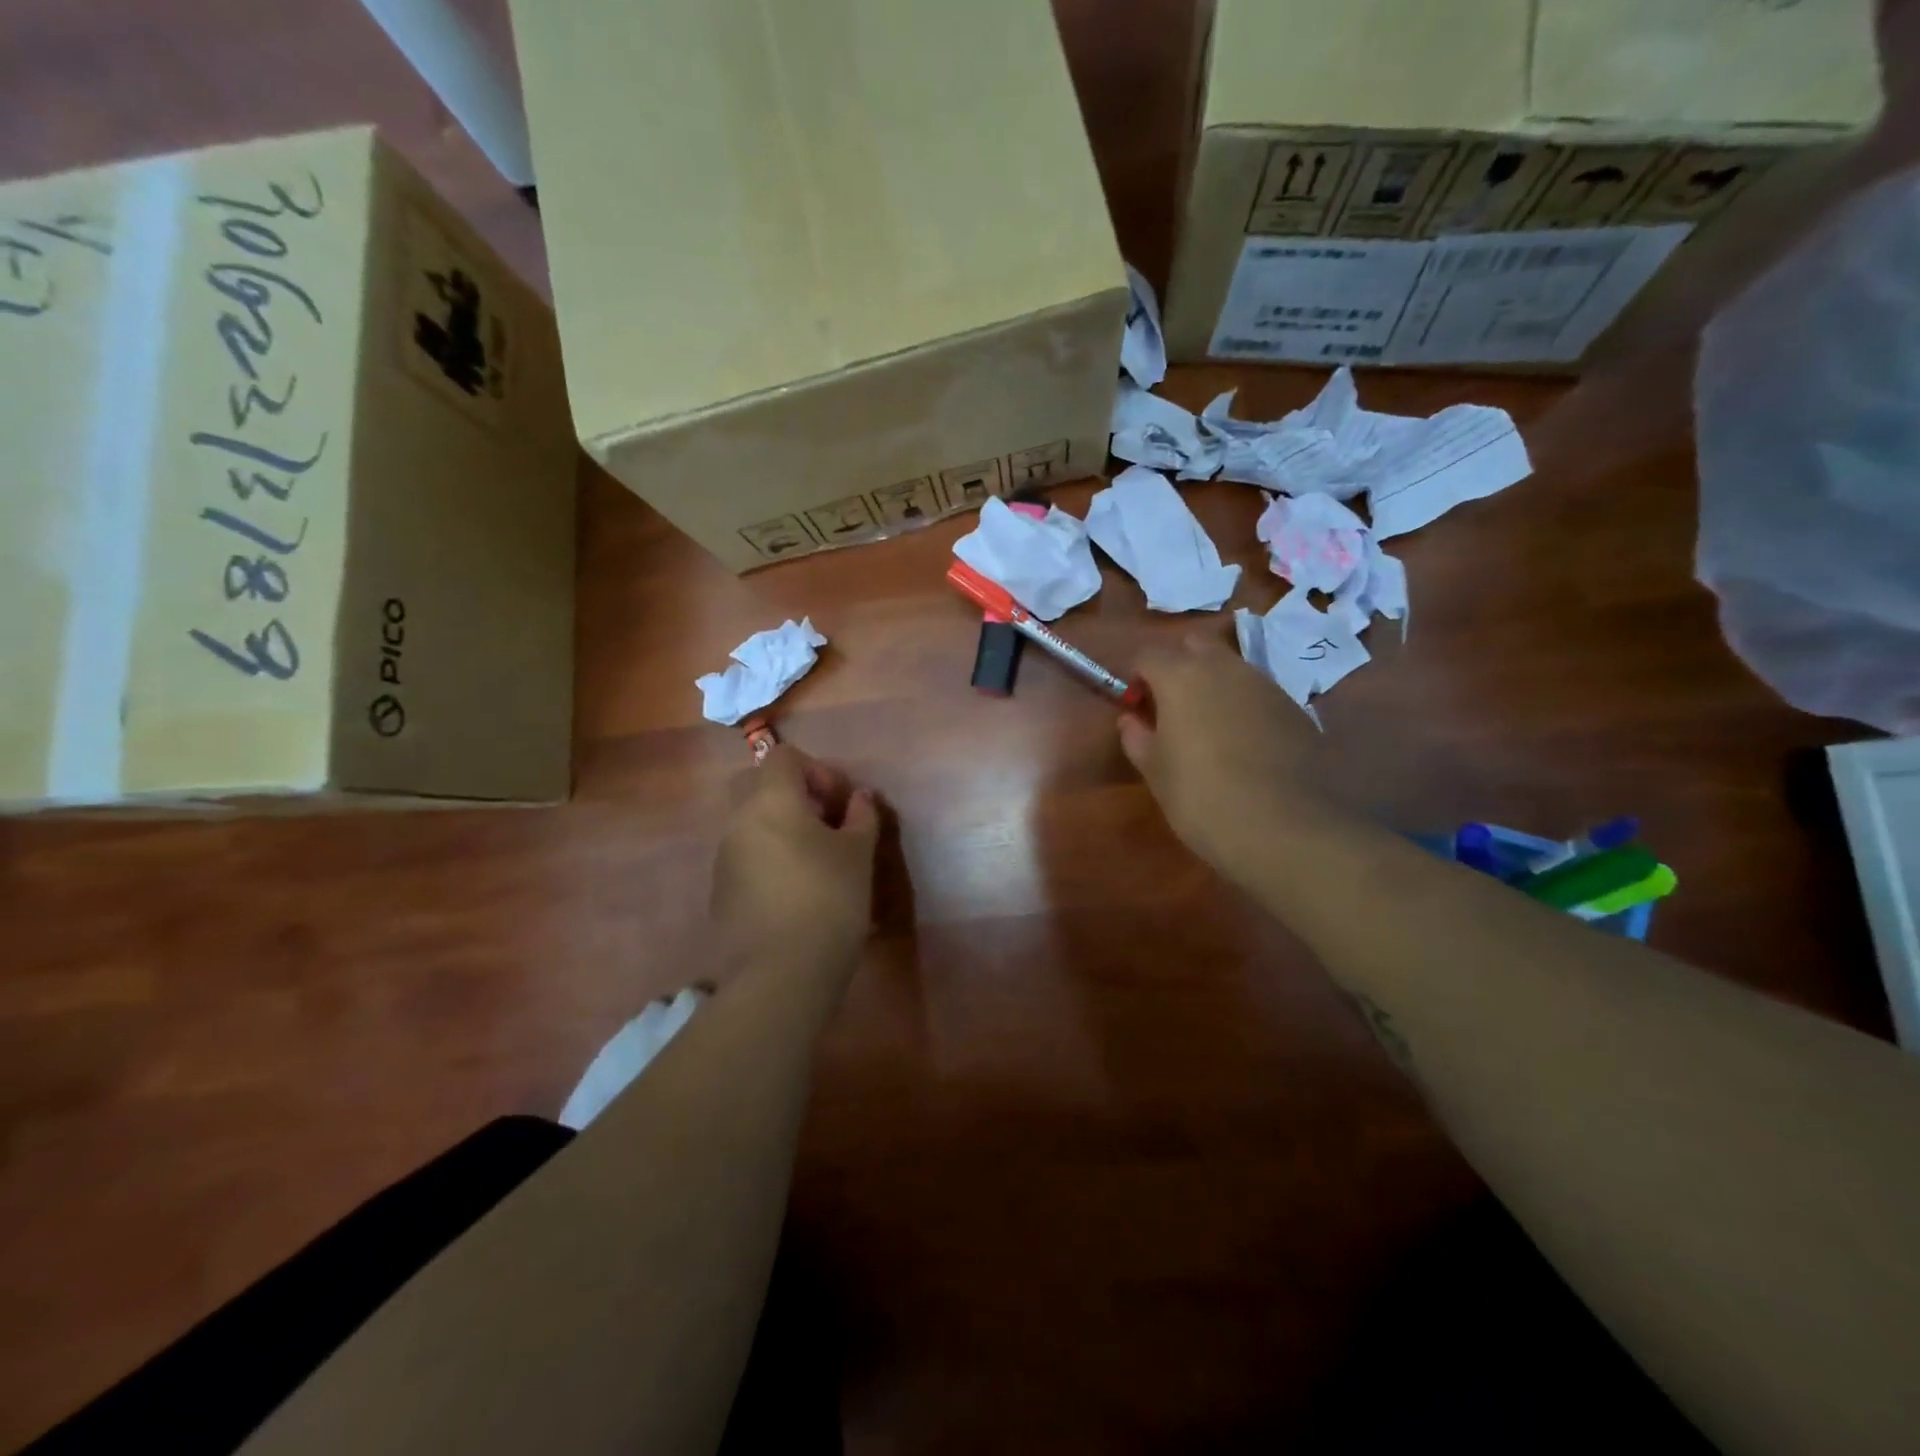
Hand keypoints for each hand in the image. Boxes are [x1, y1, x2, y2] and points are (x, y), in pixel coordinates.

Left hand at [711, 746, 880, 982]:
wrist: (782, 974)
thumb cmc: (829, 900)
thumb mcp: (859, 854)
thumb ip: (861, 816)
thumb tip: (859, 798)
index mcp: (771, 801)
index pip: (783, 757)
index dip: (816, 769)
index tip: (839, 802)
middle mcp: (738, 822)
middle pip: (759, 786)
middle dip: (793, 795)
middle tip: (825, 824)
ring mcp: (723, 859)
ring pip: (751, 824)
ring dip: (781, 829)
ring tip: (816, 862)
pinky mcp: (720, 893)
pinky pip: (745, 858)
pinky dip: (768, 859)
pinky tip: (795, 893)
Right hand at [1120, 632, 1338, 881]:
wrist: (1286, 827)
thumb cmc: (1201, 796)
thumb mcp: (1155, 771)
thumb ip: (1137, 737)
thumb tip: (1132, 720)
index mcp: (1181, 676)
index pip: (1148, 654)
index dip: (1137, 678)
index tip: (1136, 709)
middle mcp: (1225, 668)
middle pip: (1194, 646)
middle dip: (1178, 666)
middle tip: (1171, 708)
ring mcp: (1266, 685)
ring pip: (1231, 667)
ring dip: (1213, 685)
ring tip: (1208, 729)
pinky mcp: (1296, 708)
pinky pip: (1258, 693)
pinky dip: (1243, 706)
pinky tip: (1244, 746)